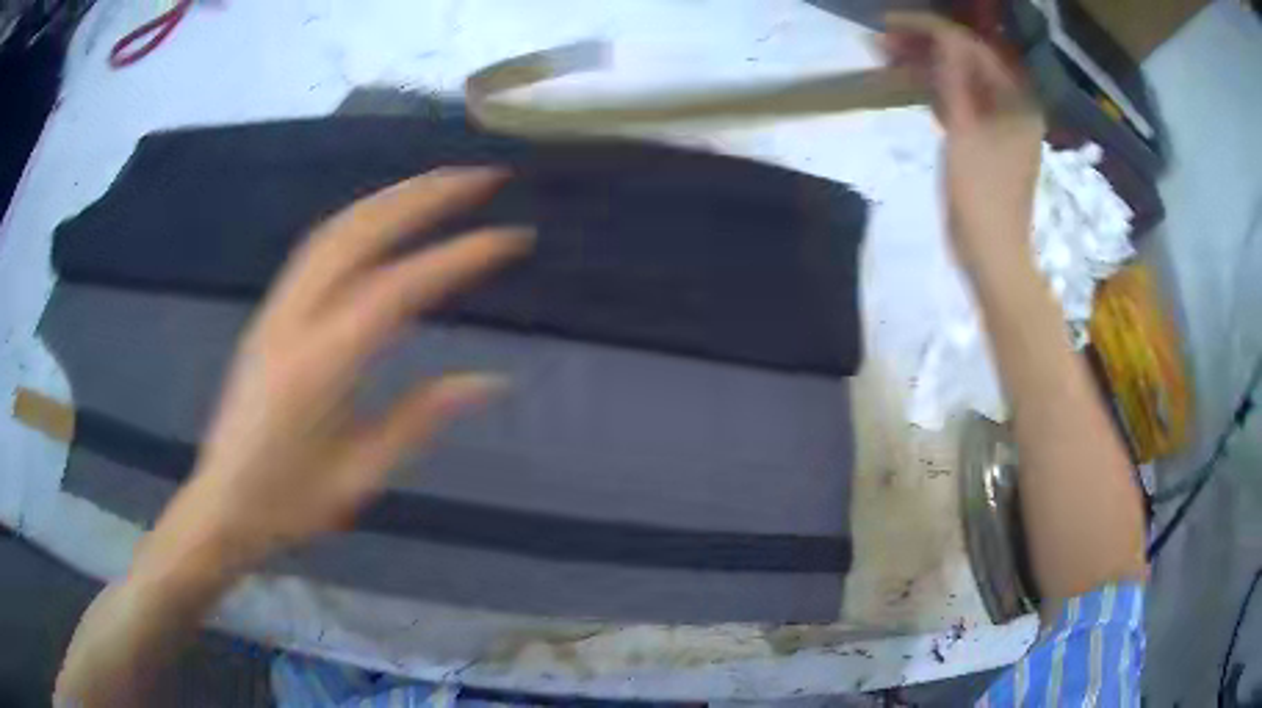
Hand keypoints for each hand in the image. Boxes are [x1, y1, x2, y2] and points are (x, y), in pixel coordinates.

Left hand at [139, 167, 532, 576]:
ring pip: (335, 231)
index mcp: (320, 368)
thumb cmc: (289, 504)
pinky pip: (316, 248)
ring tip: (441, 184)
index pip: (398, 290)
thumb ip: (420, 418)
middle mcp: (294, 322)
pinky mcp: (268, 314)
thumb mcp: (360, 476)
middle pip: (360, 234)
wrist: (221, 505)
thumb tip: (491, 380)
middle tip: (482, 178)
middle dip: (425, 196)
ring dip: (391, 197)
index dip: (457, 257)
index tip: (510, 238)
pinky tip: (383, 219)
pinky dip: (359, 219)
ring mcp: (275, 311)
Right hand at [881, 12, 1044, 276]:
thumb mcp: (964, 133)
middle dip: (925, 45)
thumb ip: (953, 79)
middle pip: (966, 60)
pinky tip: (907, 82)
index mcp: (1016, 100)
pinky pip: (960, 102)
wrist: (992, 255)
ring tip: (885, 56)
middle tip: (882, 41)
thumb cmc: (981, 198)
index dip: (931, 29)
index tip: (891, 24)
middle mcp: (1012, 105)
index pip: (972, 48)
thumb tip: (939, 35)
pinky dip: (934, 90)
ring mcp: (1000, 123)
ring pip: (960, 80)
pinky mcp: (985, 140)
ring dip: (925, 66)